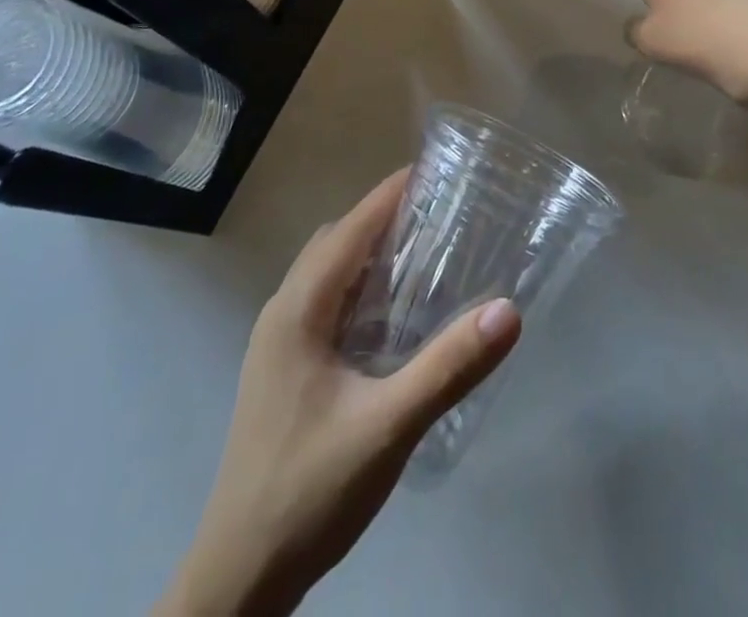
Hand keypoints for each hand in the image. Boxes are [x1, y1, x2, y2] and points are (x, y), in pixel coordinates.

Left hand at [159, 172, 521, 616]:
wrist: (239, 577)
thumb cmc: (309, 490)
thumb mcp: (388, 428)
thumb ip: (448, 368)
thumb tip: (508, 309)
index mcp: (298, 310)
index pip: (350, 228)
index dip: (389, 195)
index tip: (433, 171)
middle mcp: (283, 312)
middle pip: (336, 242)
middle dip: (383, 218)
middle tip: (438, 214)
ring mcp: (278, 343)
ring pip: (327, 273)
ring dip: (369, 253)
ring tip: (423, 253)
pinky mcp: (284, 369)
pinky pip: (325, 303)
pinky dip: (359, 287)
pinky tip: (392, 315)